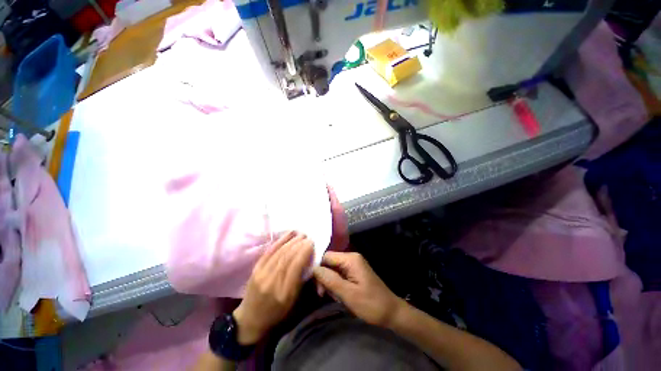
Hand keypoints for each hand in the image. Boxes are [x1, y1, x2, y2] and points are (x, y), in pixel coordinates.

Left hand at [233, 231, 313, 344]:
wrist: (251, 318)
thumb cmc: (277, 315)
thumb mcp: (293, 304)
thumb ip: (300, 285)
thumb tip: (309, 265)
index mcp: (284, 293)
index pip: (294, 267)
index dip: (303, 253)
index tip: (312, 243)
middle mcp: (271, 281)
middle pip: (286, 258)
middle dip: (298, 245)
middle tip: (308, 236)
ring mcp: (260, 275)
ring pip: (277, 254)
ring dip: (289, 242)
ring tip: (299, 234)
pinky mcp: (254, 271)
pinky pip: (267, 254)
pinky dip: (277, 244)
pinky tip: (284, 237)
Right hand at [313, 252, 405, 326]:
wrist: (391, 314)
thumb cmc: (371, 304)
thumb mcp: (348, 293)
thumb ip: (329, 279)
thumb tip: (312, 268)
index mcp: (351, 260)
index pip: (324, 256)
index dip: (316, 268)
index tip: (313, 285)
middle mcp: (352, 260)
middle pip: (327, 264)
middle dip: (322, 279)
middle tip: (322, 295)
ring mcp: (354, 269)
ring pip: (331, 272)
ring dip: (329, 285)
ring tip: (334, 298)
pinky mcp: (355, 277)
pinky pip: (339, 278)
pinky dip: (336, 288)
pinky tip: (339, 298)